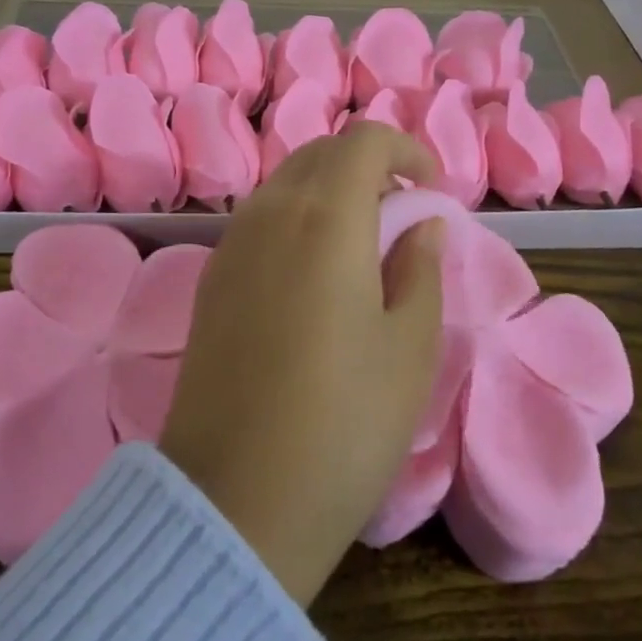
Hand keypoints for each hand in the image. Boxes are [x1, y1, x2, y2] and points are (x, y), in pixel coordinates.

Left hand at [159, 123, 446, 606]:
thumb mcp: (409, 346)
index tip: (431, 188)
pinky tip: (316, 273)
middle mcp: (269, 213)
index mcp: (324, 217)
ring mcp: (230, 245)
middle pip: (320, 153)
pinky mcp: (210, 280)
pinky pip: (259, 219)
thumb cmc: (344, 422)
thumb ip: (420, 267)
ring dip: (329, 190)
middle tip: (402, 213)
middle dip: (368, 165)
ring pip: (285, 183)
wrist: (234, 499)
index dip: (405, 149)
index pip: (363, 141)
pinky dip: (296, 218)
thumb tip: (419, 222)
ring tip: (363, 244)